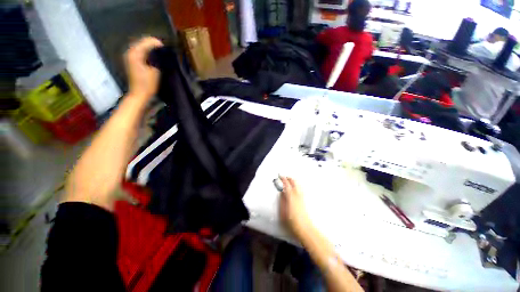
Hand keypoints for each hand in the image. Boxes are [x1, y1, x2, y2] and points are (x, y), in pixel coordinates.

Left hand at [124, 37, 162, 98]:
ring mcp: (129, 57)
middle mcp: (130, 53)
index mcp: (135, 54)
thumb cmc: (148, 84)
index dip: (156, 43)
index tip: (164, 46)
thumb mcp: (155, 71)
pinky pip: (138, 51)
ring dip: (148, 46)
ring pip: (139, 46)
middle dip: (151, 43)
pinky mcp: (131, 62)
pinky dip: (145, 51)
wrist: (139, 94)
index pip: (146, 42)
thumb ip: (156, 59)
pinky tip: (151, 54)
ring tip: (158, 49)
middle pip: (141, 42)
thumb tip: (159, 53)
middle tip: (162, 47)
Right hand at [279, 176, 310, 239]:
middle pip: (294, 183)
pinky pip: (301, 189)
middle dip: (289, 178)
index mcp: (291, 197)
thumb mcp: (283, 211)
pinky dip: (297, 186)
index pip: (287, 184)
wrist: (305, 229)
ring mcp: (302, 198)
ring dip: (294, 181)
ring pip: (298, 185)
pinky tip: (296, 188)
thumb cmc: (292, 221)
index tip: (280, 176)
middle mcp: (297, 195)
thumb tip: (281, 193)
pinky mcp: (305, 201)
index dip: (283, 179)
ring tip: (290, 180)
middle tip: (285, 177)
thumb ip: (282, 200)